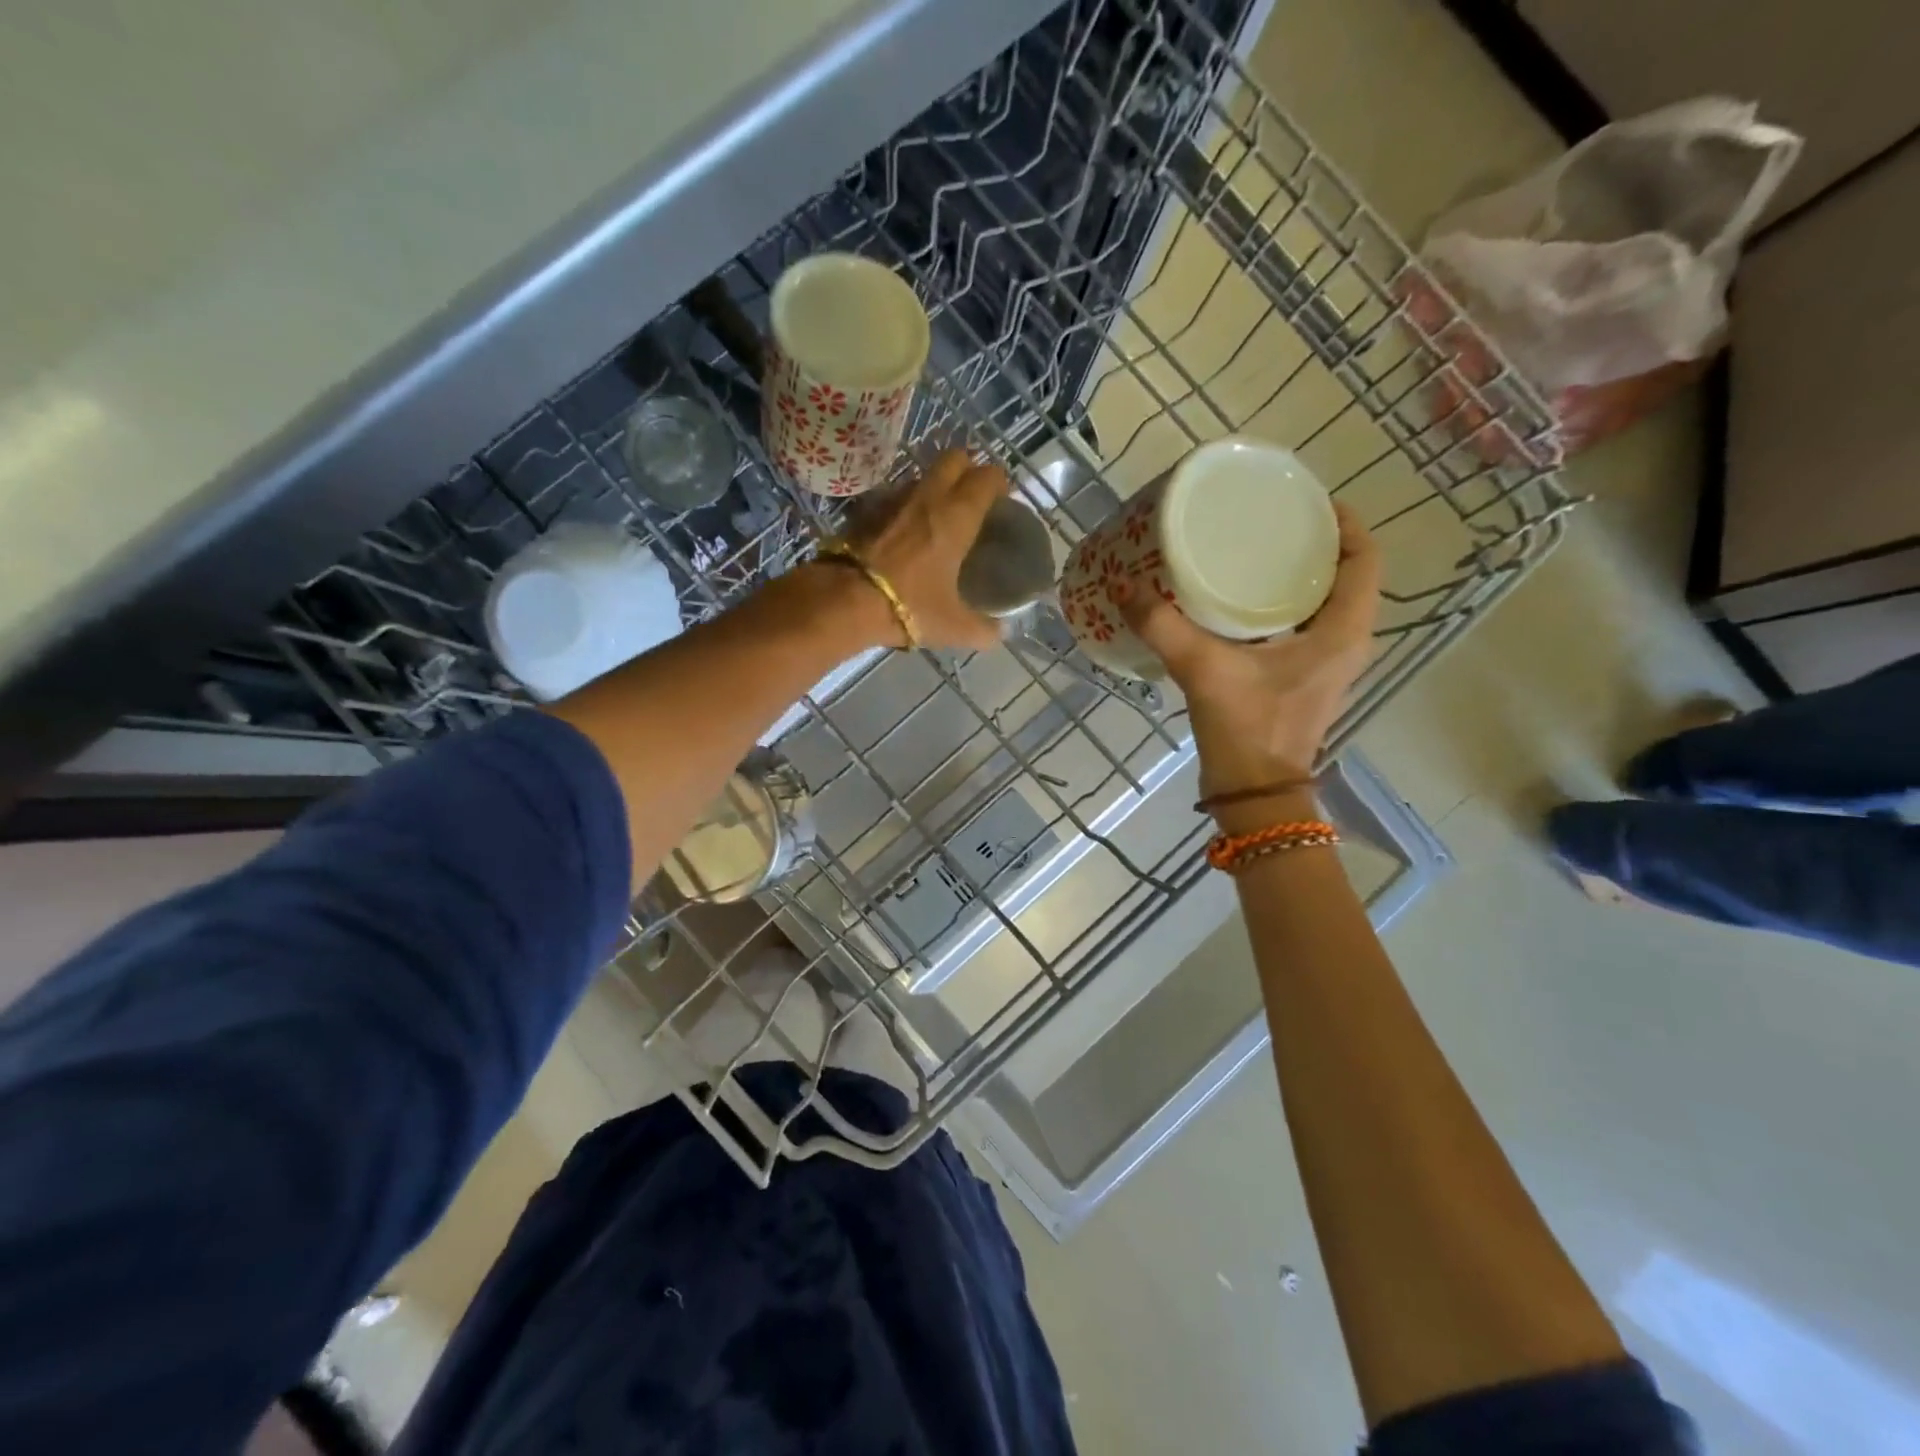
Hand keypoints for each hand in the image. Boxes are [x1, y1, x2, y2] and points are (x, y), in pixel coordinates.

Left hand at [840, 448, 1007, 651]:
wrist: (845, 600)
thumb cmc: (909, 606)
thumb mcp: (953, 626)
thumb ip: (982, 629)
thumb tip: (1000, 634)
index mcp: (957, 516)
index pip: (987, 477)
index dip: (998, 484)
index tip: (1001, 501)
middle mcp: (929, 496)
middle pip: (954, 459)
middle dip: (966, 470)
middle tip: (971, 498)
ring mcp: (894, 498)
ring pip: (922, 475)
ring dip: (934, 486)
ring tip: (938, 514)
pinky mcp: (867, 509)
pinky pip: (894, 495)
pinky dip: (905, 505)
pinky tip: (904, 530)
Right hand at [1117, 504, 1380, 797]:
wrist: (1253, 792)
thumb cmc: (1247, 728)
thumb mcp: (1203, 669)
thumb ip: (1163, 625)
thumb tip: (1124, 586)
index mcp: (1342, 631)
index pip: (1364, 559)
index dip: (1344, 522)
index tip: (1307, 500)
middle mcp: (1345, 642)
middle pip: (1344, 575)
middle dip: (1312, 543)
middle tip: (1267, 520)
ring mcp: (1325, 663)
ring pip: (1323, 601)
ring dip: (1296, 574)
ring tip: (1251, 550)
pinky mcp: (1302, 678)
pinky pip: (1303, 625)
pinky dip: (1279, 604)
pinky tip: (1237, 600)